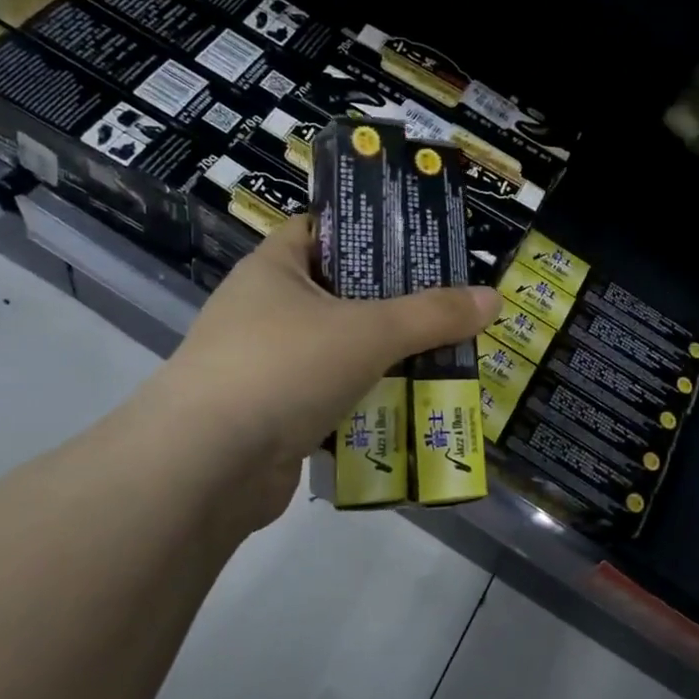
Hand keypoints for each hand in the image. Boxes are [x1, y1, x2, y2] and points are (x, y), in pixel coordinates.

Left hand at [145, 217, 499, 530]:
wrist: (206, 467)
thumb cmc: (283, 368)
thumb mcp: (368, 332)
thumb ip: (432, 315)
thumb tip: (493, 298)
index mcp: (275, 269)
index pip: (323, 230)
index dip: (369, 230)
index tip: (420, 243)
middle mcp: (265, 311)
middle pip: (341, 295)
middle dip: (394, 305)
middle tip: (449, 308)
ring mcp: (266, 367)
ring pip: (340, 352)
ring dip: (385, 360)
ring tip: (444, 358)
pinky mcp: (273, 416)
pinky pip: (332, 399)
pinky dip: (365, 404)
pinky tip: (410, 408)